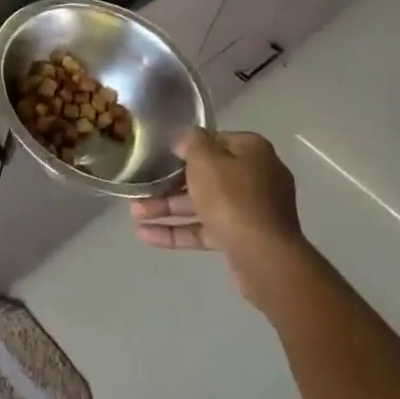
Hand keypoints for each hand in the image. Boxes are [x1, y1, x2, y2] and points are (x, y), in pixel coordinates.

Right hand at [130, 129, 312, 312]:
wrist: (264, 257)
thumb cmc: (232, 197)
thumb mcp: (205, 159)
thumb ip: (191, 142)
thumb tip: (186, 141)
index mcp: (252, 152)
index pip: (215, 141)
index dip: (187, 148)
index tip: (161, 155)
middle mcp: (256, 177)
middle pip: (206, 176)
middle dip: (169, 184)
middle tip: (140, 189)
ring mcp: (250, 211)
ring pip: (202, 205)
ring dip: (168, 209)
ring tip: (135, 215)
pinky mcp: (242, 239)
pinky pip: (205, 230)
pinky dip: (178, 231)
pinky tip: (146, 236)